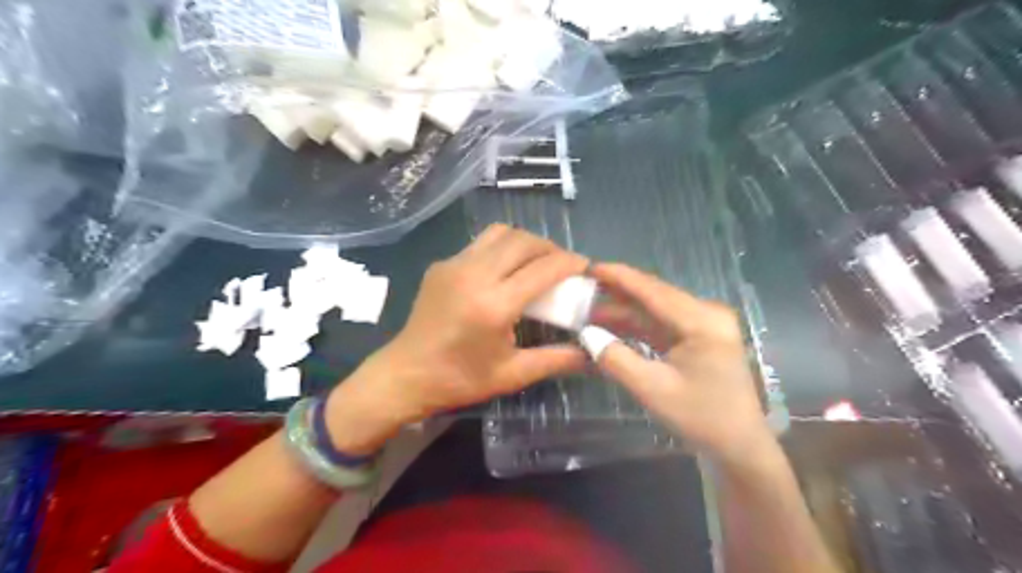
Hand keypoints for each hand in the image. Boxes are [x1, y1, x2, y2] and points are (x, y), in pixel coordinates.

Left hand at [322, 223, 587, 452]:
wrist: (405, 374)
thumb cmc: (460, 379)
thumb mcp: (512, 374)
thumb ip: (555, 360)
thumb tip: (592, 354)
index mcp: (494, 305)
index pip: (543, 269)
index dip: (571, 262)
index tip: (586, 267)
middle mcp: (474, 275)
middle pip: (523, 241)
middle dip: (551, 248)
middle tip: (563, 266)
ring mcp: (454, 265)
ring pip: (500, 233)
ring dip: (525, 242)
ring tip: (536, 262)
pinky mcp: (441, 265)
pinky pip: (479, 243)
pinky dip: (501, 248)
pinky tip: (505, 270)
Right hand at [583, 265, 774, 469]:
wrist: (739, 447)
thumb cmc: (701, 418)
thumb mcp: (652, 389)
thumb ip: (616, 359)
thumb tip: (586, 334)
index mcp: (703, 321)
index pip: (654, 291)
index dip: (621, 277)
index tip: (591, 267)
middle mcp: (707, 314)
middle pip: (655, 296)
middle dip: (618, 293)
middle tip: (584, 287)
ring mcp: (705, 326)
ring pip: (656, 310)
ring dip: (625, 310)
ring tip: (590, 307)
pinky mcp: (699, 338)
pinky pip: (662, 324)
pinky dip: (637, 325)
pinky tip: (612, 325)